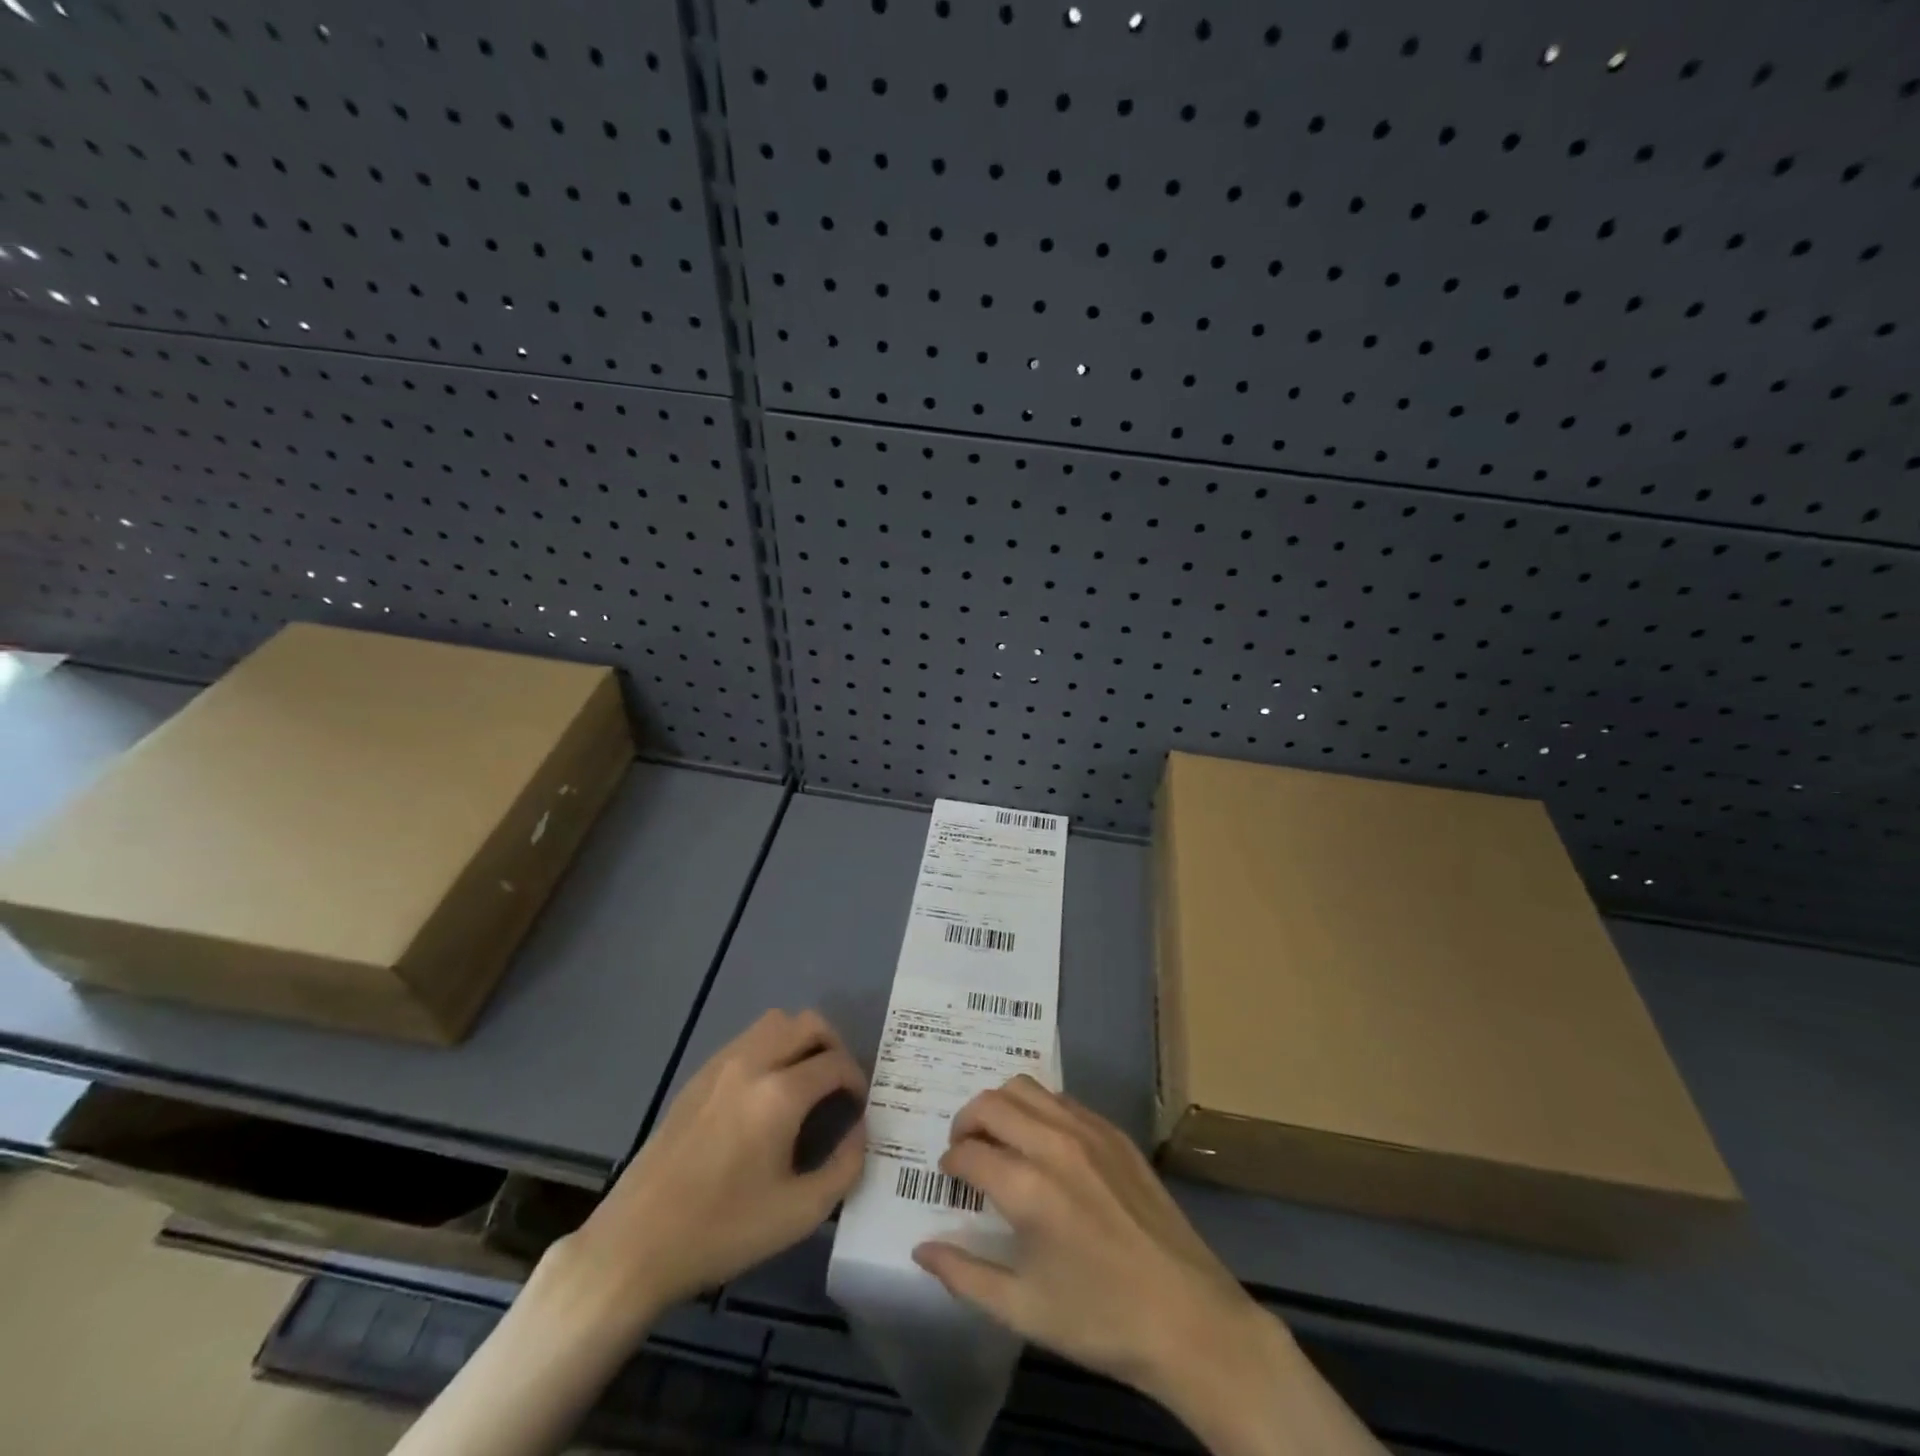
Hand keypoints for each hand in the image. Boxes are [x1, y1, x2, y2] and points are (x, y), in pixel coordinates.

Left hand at [560, 1009, 865, 1322]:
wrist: (635, 1245)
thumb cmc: (722, 1232)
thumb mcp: (799, 1214)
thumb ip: (844, 1167)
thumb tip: (859, 1131)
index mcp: (779, 1094)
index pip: (835, 1062)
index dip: (857, 1080)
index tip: (859, 1107)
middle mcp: (752, 1064)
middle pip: (809, 1023)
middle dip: (834, 1047)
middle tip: (839, 1085)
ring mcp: (720, 1065)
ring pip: (776, 1022)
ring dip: (800, 1040)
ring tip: (806, 1081)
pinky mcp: (698, 1076)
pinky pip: (747, 1039)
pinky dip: (771, 1049)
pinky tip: (766, 1093)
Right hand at [911, 1074, 1258, 1399]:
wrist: (1188, 1318)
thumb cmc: (1100, 1320)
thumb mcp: (1023, 1310)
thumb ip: (964, 1275)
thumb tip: (921, 1249)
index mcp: (1027, 1188)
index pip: (967, 1153)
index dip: (949, 1164)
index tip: (949, 1180)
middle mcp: (1054, 1144)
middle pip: (991, 1103)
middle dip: (966, 1123)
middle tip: (965, 1152)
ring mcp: (1089, 1131)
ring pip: (1026, 1088)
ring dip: (1001, 1107)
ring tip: (999, 1140)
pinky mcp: (1115, 1133)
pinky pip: (1062, 1100)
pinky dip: (1039, 1110)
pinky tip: (1043, 1145)